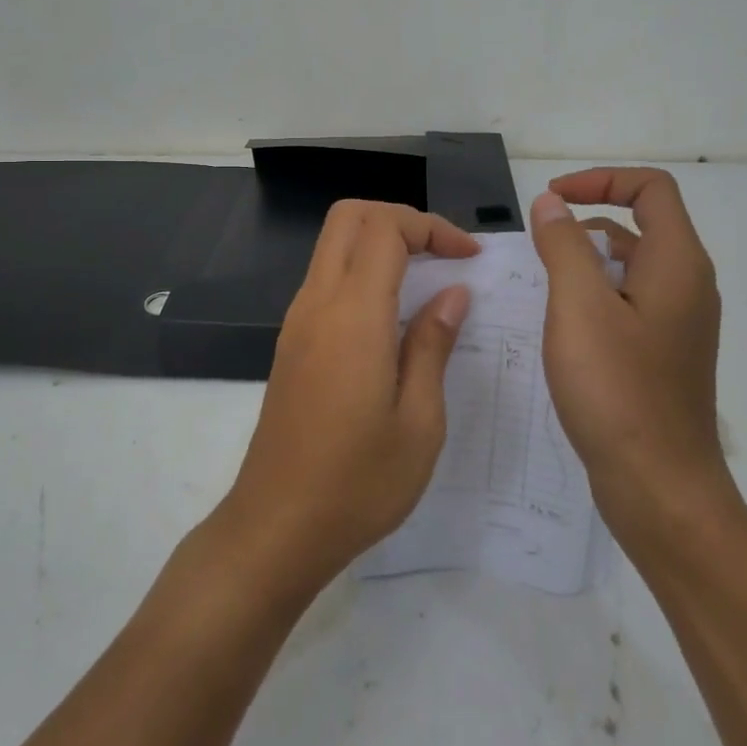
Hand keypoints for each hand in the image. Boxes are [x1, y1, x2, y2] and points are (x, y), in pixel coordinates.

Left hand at [217, 200, 477, 597]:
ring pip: (333, 246)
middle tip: (444, 253)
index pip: (385, 228)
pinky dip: (362, 272)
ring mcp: (297, 322)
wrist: (277, 528)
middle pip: (349, 218)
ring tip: (428, 280)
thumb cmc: (358, 483)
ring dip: (380, 243)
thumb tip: (452, 293)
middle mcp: (317, 304)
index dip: (432, 227)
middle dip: (401, 219)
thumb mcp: (419, 421)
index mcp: (352, 316)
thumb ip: (433, 345)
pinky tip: (394, 317)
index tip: (469, 257)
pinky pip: (326, 280)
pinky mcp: (291, 343)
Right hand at [529, 168, 733, 537]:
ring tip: (545, 281)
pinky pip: (632, 302)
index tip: (553, 199)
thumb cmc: (617, 389)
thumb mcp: (579, 306)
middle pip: (644, 223)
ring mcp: (680, 323)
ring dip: (590, 258)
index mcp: (677, 263)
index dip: (601, 180)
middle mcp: (688, 285)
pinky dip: (598, 294)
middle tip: (541, 240)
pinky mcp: (665, 354)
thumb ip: (564, 245)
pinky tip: (564, 324)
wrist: (660, 486)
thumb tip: (552, 204)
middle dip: (589, 218)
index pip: (651, 189)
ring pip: (634, 266)